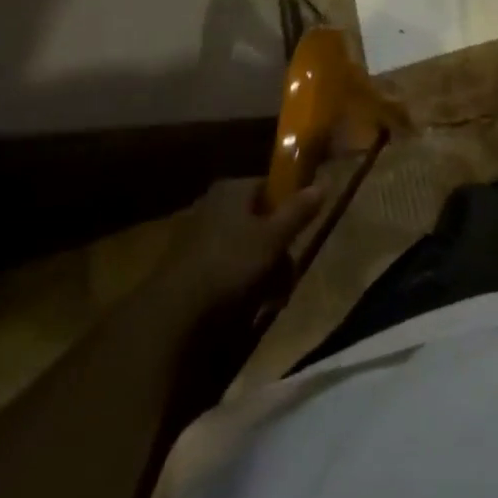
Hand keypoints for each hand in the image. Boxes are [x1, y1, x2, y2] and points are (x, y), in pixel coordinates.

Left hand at [161, 178, 324, 309]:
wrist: (173, 315)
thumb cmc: (230, 264)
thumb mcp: (274, 237)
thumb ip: (298, 210)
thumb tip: (324, 182)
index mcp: (231, 189)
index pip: (270, 187)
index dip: (289, 208)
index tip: (300, 233)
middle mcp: (213, 205)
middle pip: (259, 220)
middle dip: (278, 248)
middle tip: (287, 273)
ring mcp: (198, 237)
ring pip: (245, 247)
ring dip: (264, 271)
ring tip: (272, 297)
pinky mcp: (188, 268)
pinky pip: (227, 268)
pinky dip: (241, 283)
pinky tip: (249, 305)